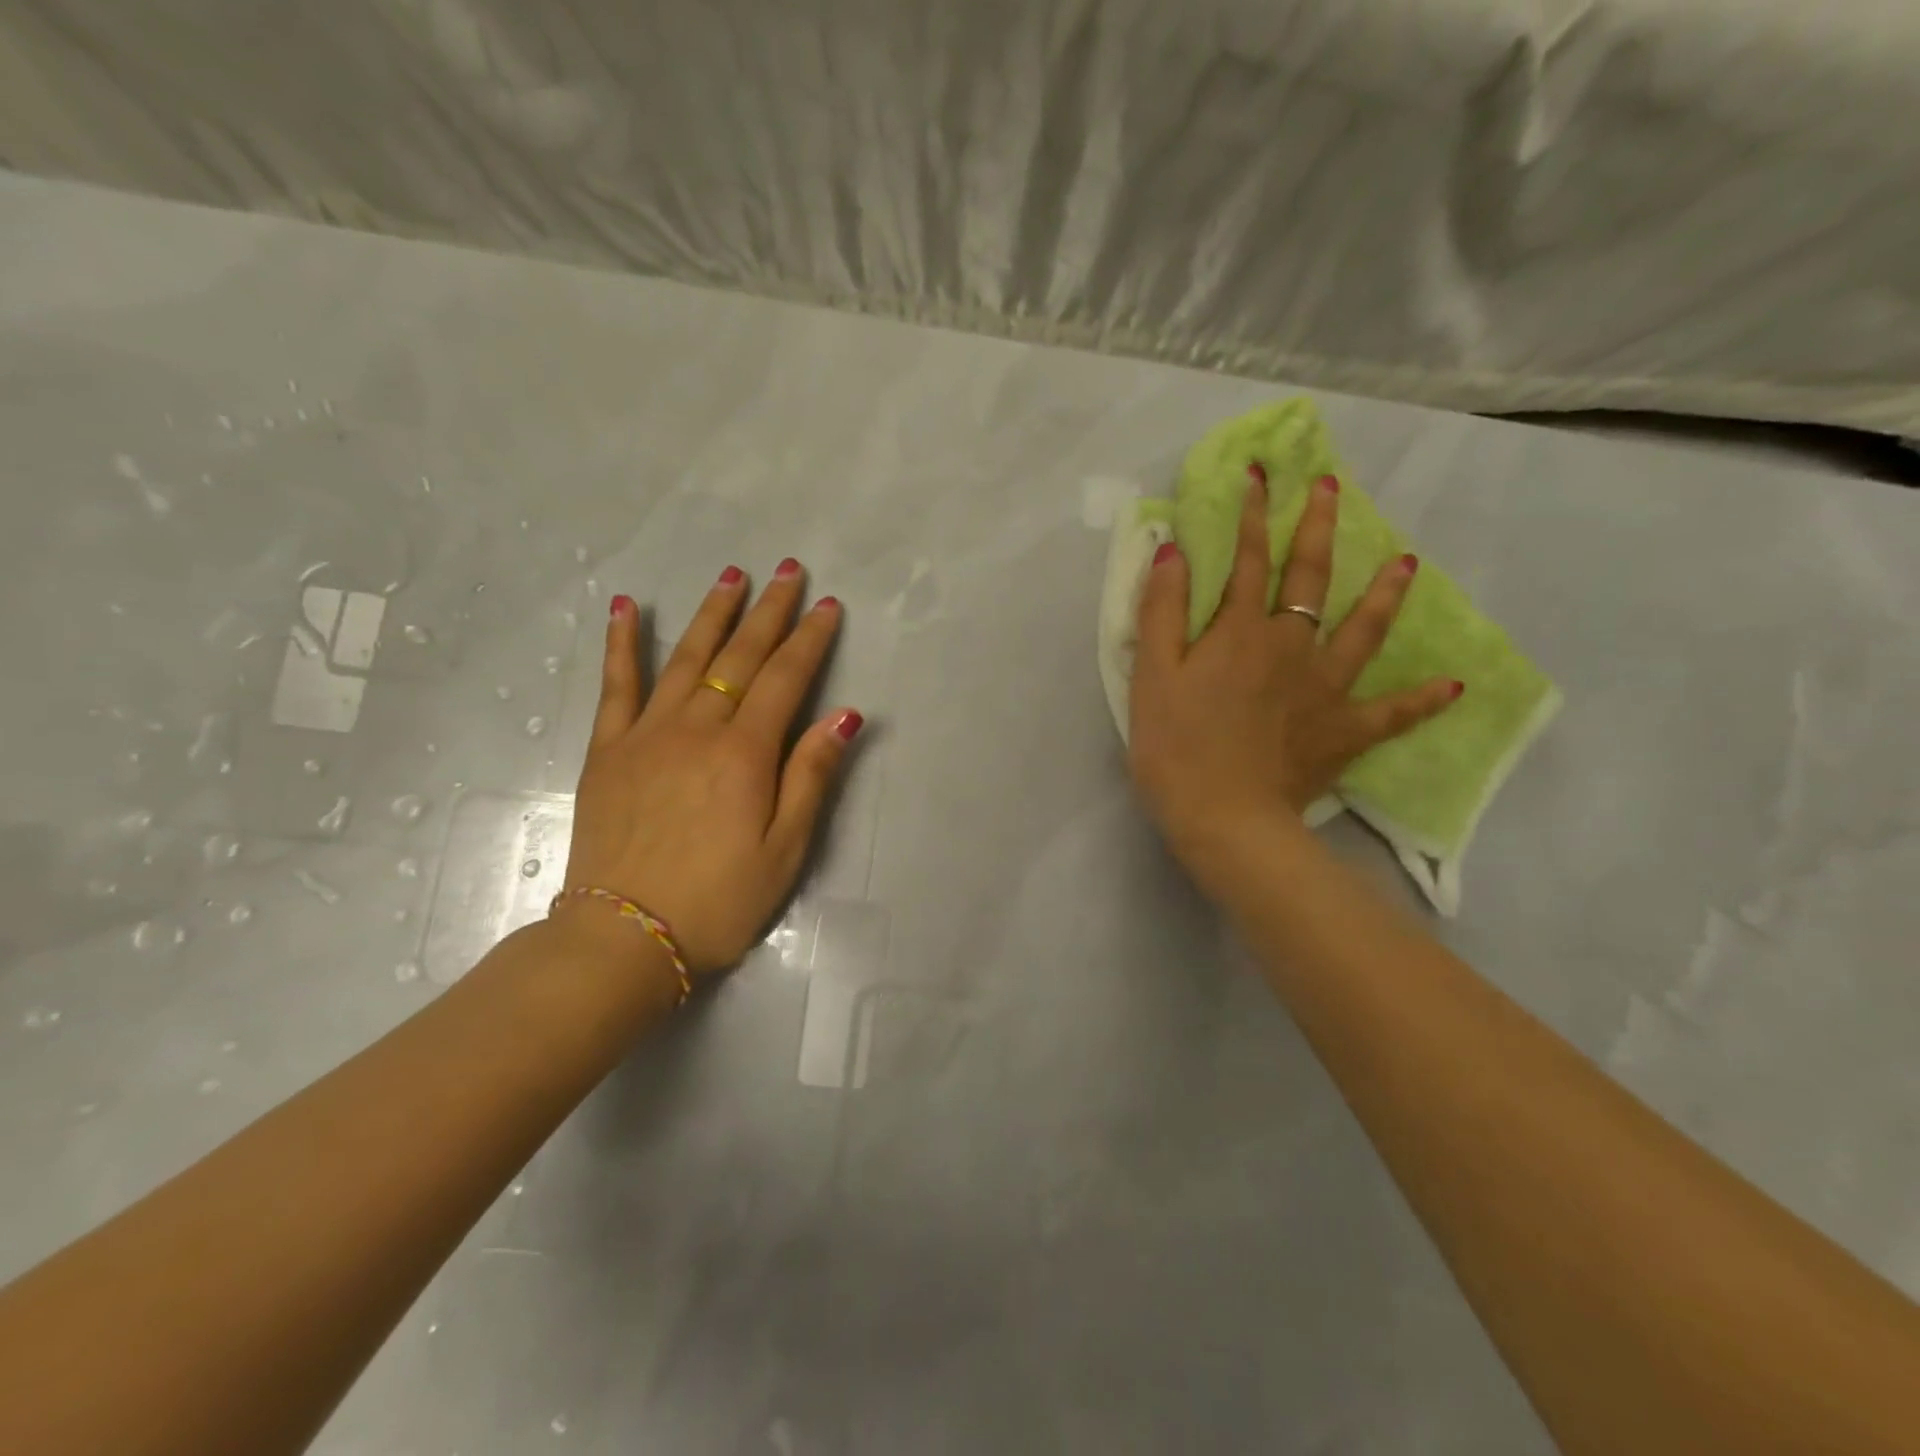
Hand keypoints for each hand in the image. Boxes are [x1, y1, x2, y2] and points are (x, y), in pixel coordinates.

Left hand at [561, 560, 862, 976]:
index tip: (826, 605)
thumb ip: (812, 776)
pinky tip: (626, 608)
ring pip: (686, 658)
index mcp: (745, 754)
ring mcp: (647, 734)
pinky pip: (615, 686)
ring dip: (712, 614)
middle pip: (740, 657)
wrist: (624, 938)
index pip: (786, 680)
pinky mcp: (608, 750)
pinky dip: (621, 644)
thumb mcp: (784, 849)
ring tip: (731, 576)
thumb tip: (846, 717)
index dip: (809, 640)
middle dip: (768, 611)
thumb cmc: (719, 900)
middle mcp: (697, 729)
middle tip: (786, 570)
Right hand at [1127, 469, 1458, 894]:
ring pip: (1363, 630)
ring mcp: (1325, 688)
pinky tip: (1454, 686)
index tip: (1262, 474)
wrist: (1223, 817)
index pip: (1247, 560)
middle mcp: (1290, 646)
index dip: (1252, 515)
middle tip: (1333, 490)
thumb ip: (1162, 611)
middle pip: (1311, 578)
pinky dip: (1422, 699)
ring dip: (1384, 593)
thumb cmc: (1175, 746)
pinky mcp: (1344, 731)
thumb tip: (1175, 550)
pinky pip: (1392, 713)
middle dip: (1319, 529)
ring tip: (1407, 562)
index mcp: (1240, 632)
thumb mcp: (1151, 675)